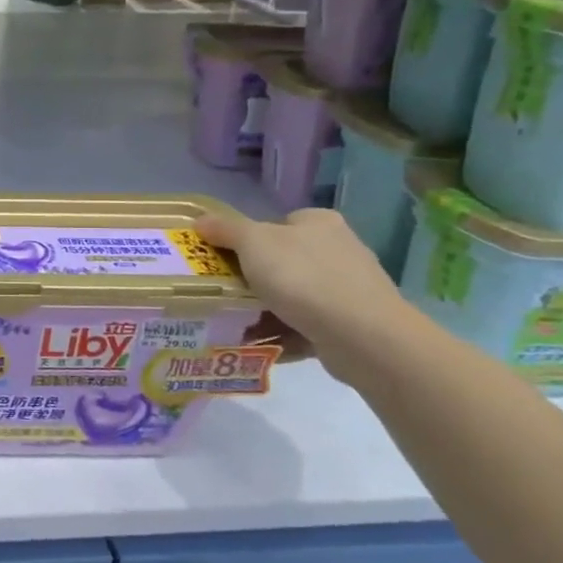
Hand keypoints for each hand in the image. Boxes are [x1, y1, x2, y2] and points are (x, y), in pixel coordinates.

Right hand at [195, 208, 408, 365]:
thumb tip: (200, 220)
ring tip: (238, 323)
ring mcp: (349, 288)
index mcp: (320, 223)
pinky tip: (263, 343)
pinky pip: (307, 324)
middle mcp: (340, 249)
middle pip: (284, 260)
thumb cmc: (302, 277)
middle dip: (255, 278)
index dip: (249, 239)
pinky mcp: (353, 323)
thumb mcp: (253, 243)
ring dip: (266, 309)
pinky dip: (284, 332)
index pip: (279, 223)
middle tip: (227, 292)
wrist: (361, 335)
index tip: (228, 260)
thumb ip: (225, 229)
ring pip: (295, 295)